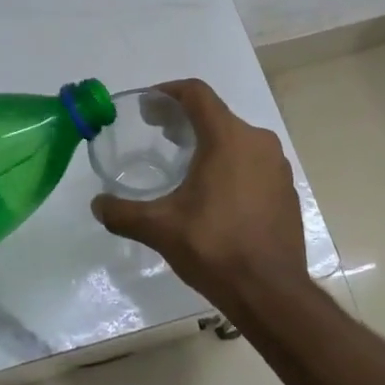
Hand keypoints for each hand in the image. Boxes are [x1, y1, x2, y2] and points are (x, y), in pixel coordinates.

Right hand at [89, 78, 308, 315]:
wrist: (271, 293)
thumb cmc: (215, 248)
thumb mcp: (160, 228)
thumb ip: (123, 212)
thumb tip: (97, 205)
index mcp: (228, 138)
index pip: (197, 94)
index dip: (169, 92)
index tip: (148, 106)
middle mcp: (258, 142)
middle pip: (216, 114)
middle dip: (185, 119)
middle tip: (157, 133)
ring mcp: (278, 166)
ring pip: (237, 138)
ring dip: (209, 142)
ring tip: (184, 162)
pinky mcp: (287, 189)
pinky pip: (254, 162)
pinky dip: (231, 164)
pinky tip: (215, 193)